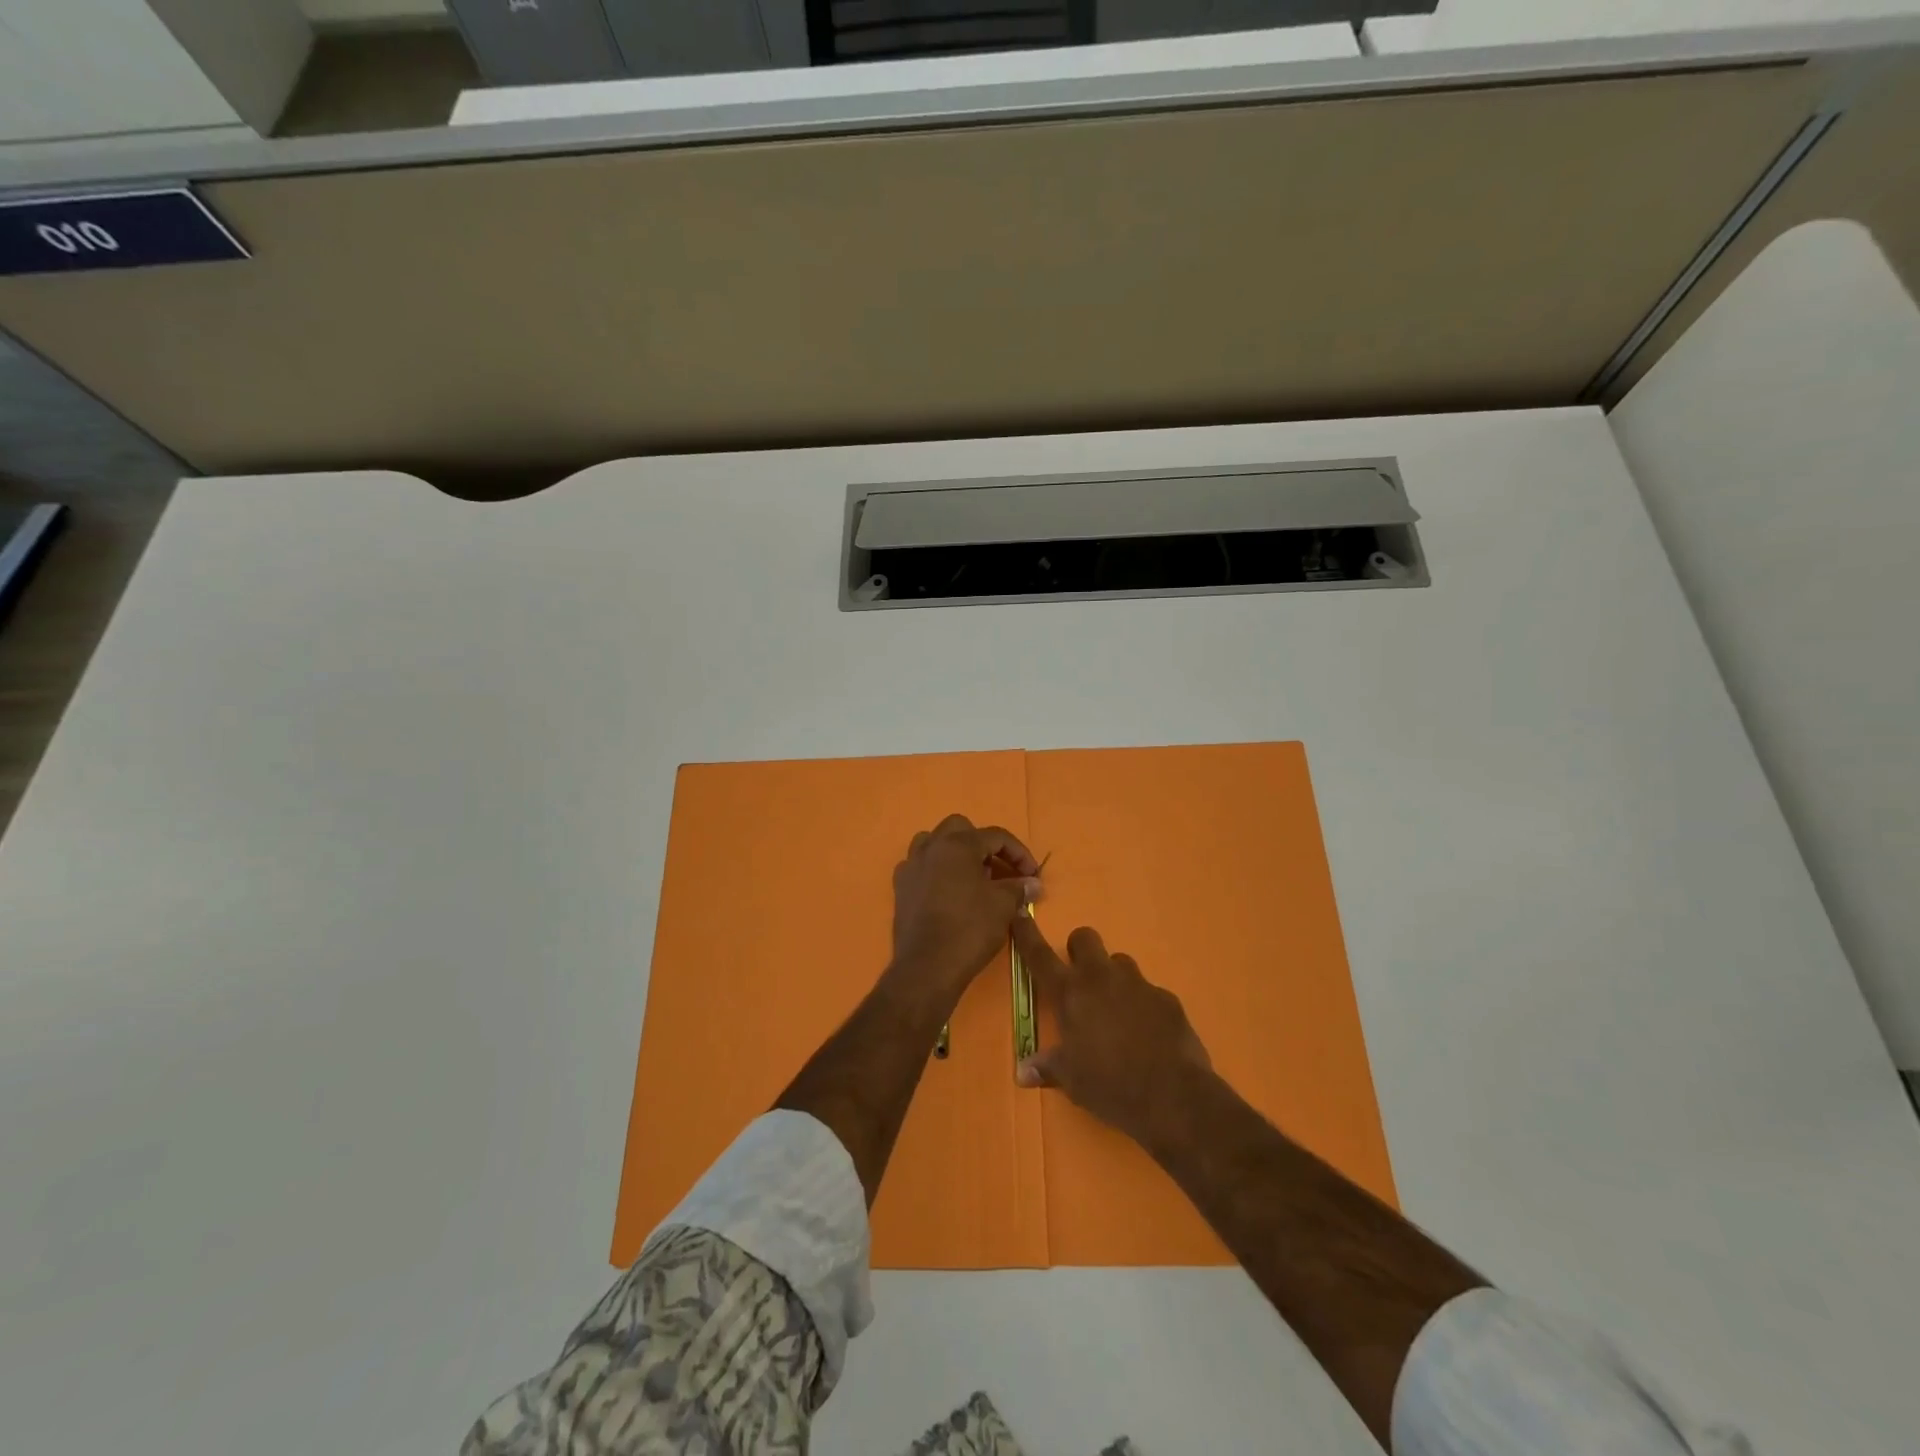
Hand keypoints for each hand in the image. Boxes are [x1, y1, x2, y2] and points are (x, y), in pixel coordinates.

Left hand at [891, 815, 1041, 995]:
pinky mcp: (900, 888)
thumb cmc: (970, 929)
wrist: (928, 967)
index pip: (996, 836)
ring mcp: (911, 866)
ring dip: (955, 853)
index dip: (1019, 852)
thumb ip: (1019, 888)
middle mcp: (931, 847)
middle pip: (961, 829)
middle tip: (998, 870)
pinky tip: (947, 892)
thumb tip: (1033, 883)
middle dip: (983, 844)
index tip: (1032, 874)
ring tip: (971, 876)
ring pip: (934, 843)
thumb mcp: (1003, 906)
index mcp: (958, 844)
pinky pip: (920, 867)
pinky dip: (935, 871)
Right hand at [1013, 918, 1212, 1145]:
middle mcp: (1101, 978)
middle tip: (1079, 978)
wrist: (1172, 1096)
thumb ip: (1047, 1067)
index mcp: (1070, 994)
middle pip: (1085, 938)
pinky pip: (1149, 991)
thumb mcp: (1072, 1081)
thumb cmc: (1109, 1085)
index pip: (1040, 955)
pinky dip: (1143, 1005)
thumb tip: (1022, 1072)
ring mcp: (1137, 984)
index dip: (1028, 933)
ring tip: (1117, 1011)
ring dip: (1113, 978)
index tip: (1021, 915)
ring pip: (1120, 962)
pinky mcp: (1166, 997)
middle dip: (1079, 950)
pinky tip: (1148, 1033)